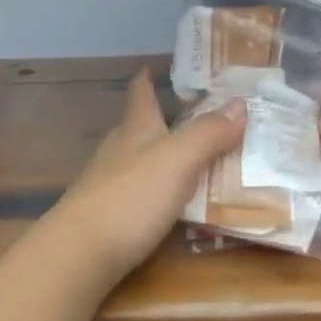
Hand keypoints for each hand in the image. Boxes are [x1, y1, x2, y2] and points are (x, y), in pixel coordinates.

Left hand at [49, 69, 244, 283]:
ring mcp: (107, 184)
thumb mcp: (179, 160)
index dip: (147, 79)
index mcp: (136, 128)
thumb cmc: (132, 196)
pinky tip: (169, 206)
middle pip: (138, 126)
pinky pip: (136, 195)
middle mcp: (118, 150)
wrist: (79, 253)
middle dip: (160, 120)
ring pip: (136, 161)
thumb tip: (240, 103)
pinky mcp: (105, 217)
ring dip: (160, 158)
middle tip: (192, 117)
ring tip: (189, 162)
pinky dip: (155, 192)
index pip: (141, 94)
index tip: (153, 67)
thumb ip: (209, 133)